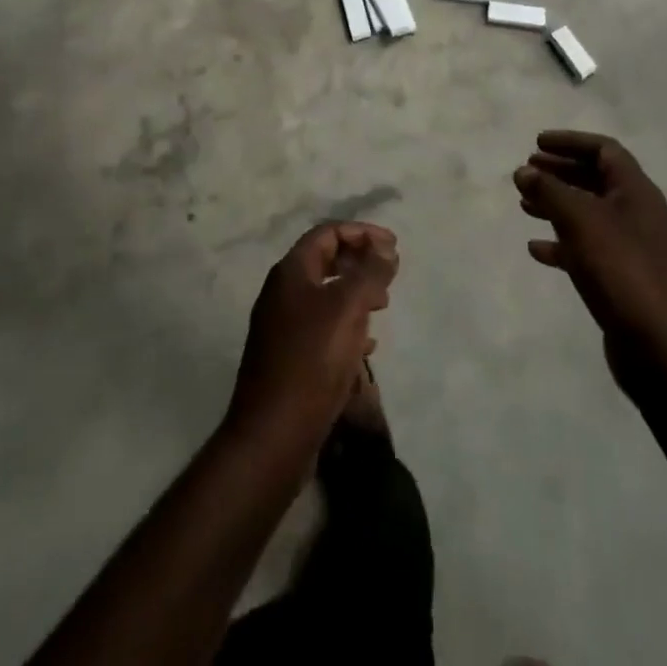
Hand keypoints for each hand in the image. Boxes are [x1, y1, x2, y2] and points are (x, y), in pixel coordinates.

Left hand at [226, 222, 398, 448]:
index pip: (327, 233)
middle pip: (326, 262)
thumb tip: (385, 248)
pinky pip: (323, 328)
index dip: (362, 233)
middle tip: (390, 274)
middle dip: (360, 262)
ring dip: (356, 293)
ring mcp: (282, 327)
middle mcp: (282, 293)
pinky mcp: (288, 358)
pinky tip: (366, 345)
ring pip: (325, 296)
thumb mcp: (348, 307)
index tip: (393, 245)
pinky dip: (347, 325)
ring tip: (382, 305)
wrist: (273, 434)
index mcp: (291, 272)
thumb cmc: (312, 360)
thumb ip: (370, 272)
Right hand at [515, 131, 666, 368]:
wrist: (657, 345)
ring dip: (556, 205)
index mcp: (636, 191)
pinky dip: (562, 243)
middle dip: (560, 172)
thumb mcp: (579, 220)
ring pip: (588, 214)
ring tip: (524, 205)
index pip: (604, 150)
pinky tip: (536, 249)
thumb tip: (524, 170)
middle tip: (527, 170)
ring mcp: (632, 247)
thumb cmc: (619, 268)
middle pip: (595, 179)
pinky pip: (587, 248)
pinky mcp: (622, 277)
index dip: (570, 141)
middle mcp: (637, 213)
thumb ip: (549, 190)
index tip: (537, 143)